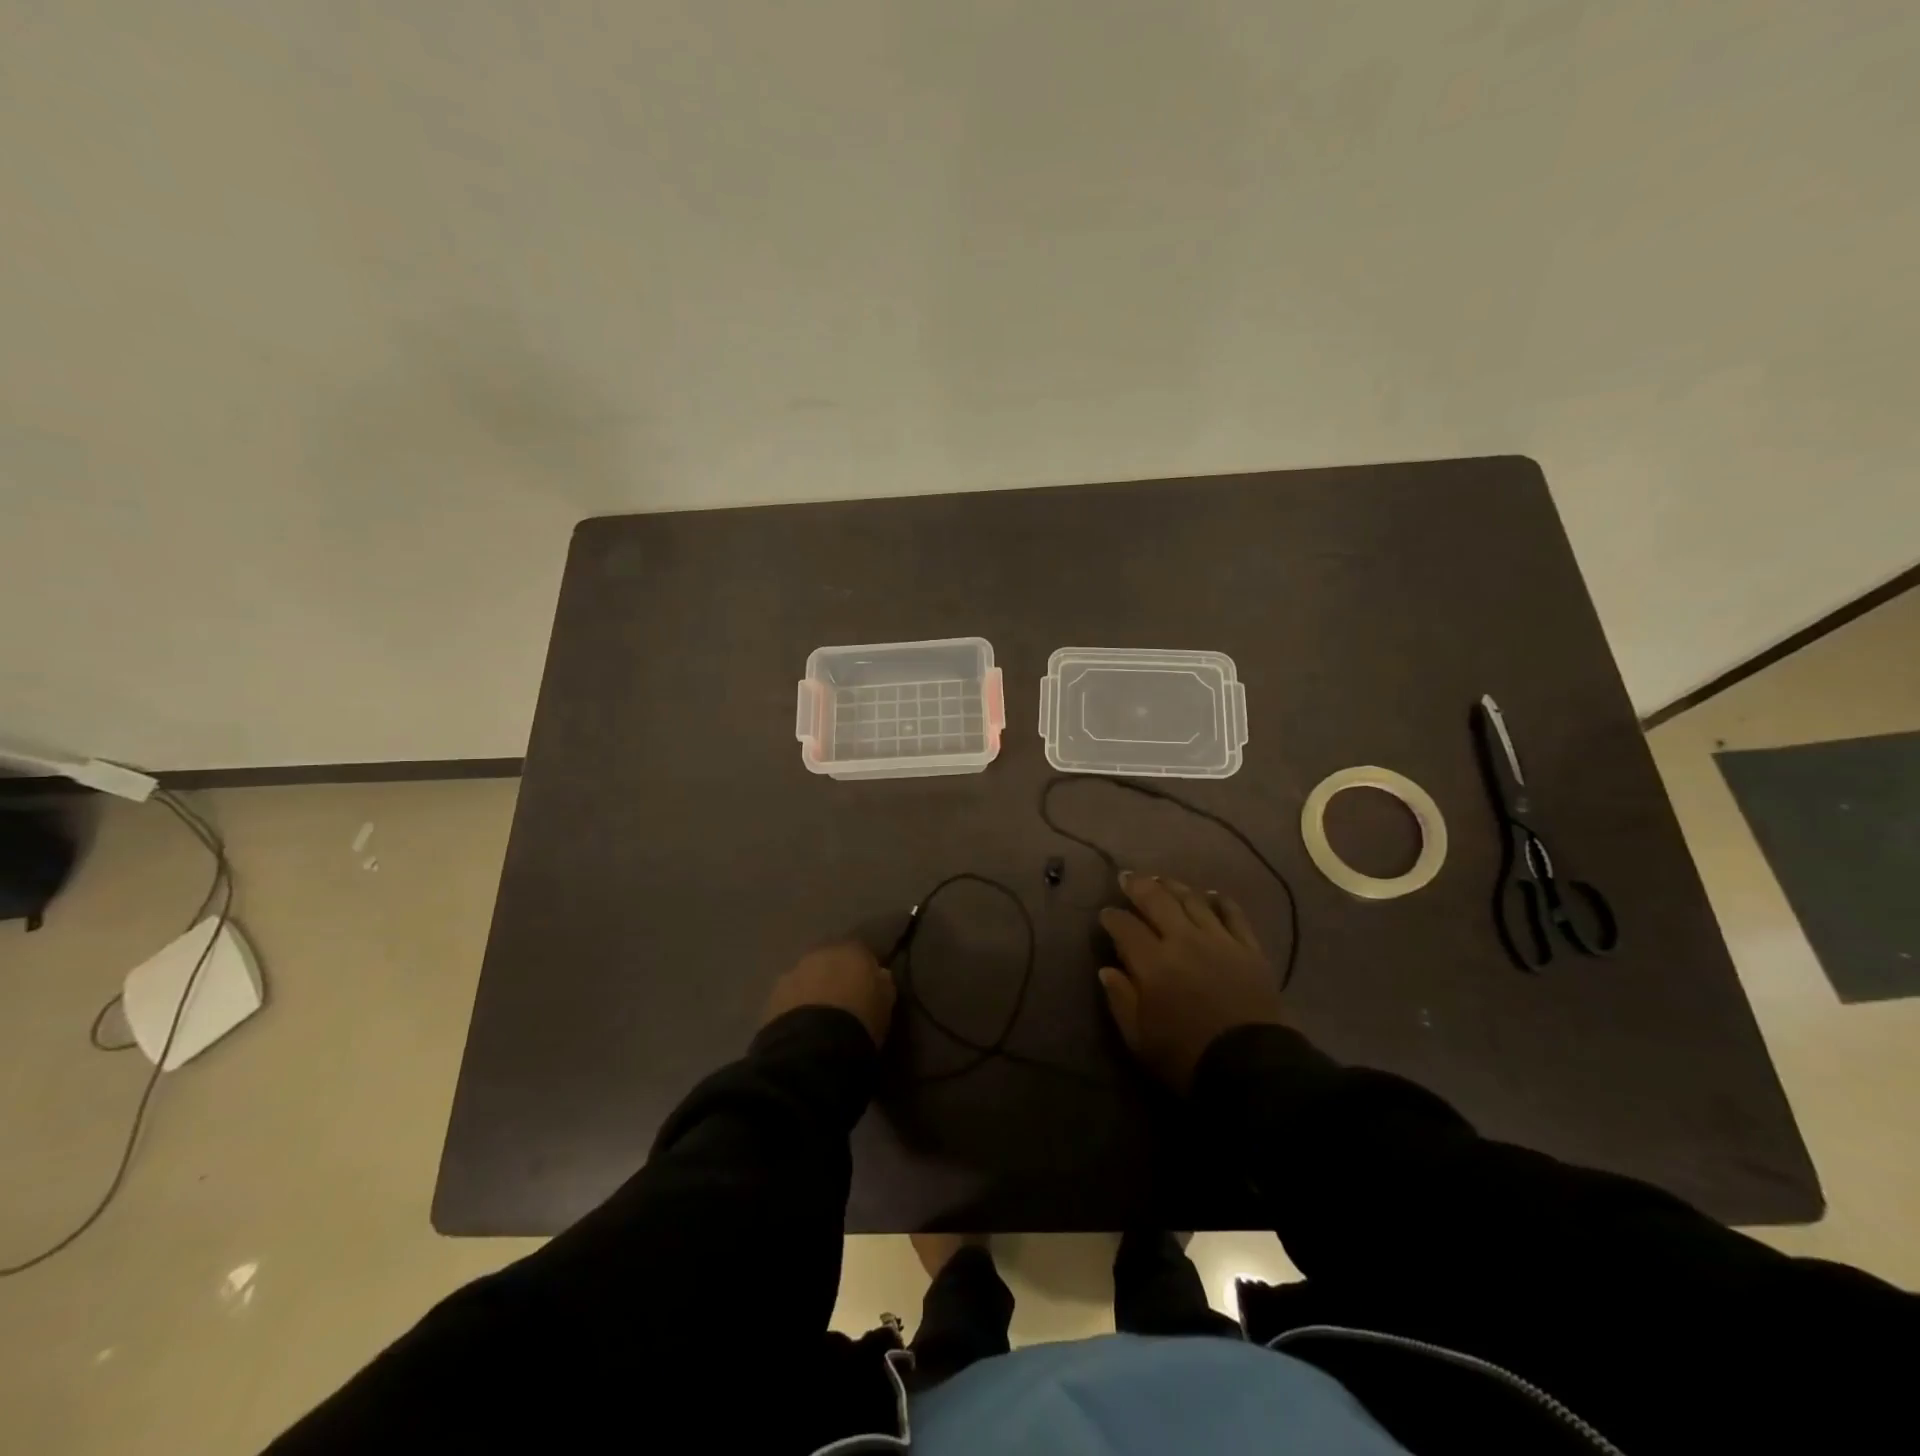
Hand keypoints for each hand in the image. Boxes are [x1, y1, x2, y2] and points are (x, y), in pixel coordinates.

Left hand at [762, 940, 895, 1047]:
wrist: (815, 1046)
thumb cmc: (861, 1020)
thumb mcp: (886, 1002)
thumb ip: (882, 982)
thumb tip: (878, 975)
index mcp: (852, 950)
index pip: (861, 952)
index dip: (863, 970)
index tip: (867, 988)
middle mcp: (819, 954)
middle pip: (829, 961)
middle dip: (834, 976)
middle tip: (841, 1002)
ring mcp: (791, 974)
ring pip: (806, 978)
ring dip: (812, 991)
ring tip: (819, 1019)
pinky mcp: (771, 998)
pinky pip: (788, 999)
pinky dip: (794, 1009)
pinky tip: (801, 1029)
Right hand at [1097, 872, 1284, 1090]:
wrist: (1251, 1069)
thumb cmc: (1186, 1057)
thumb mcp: (1139, 1038)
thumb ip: (1120, 999)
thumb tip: (1107, 969)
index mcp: (1153, 963)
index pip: (1125, 927)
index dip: (1112, 917)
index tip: (1105, 914)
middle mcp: (1184, 941)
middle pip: (1158, 901)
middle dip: (1138, 886)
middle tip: (1126, 878)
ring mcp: (1220, 941)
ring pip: (1193, 901)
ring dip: (1175, 887)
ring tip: (1163, 880)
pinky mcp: (1249, 949)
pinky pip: (1234, 915)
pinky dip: (1221, 901)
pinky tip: (1212, 894)